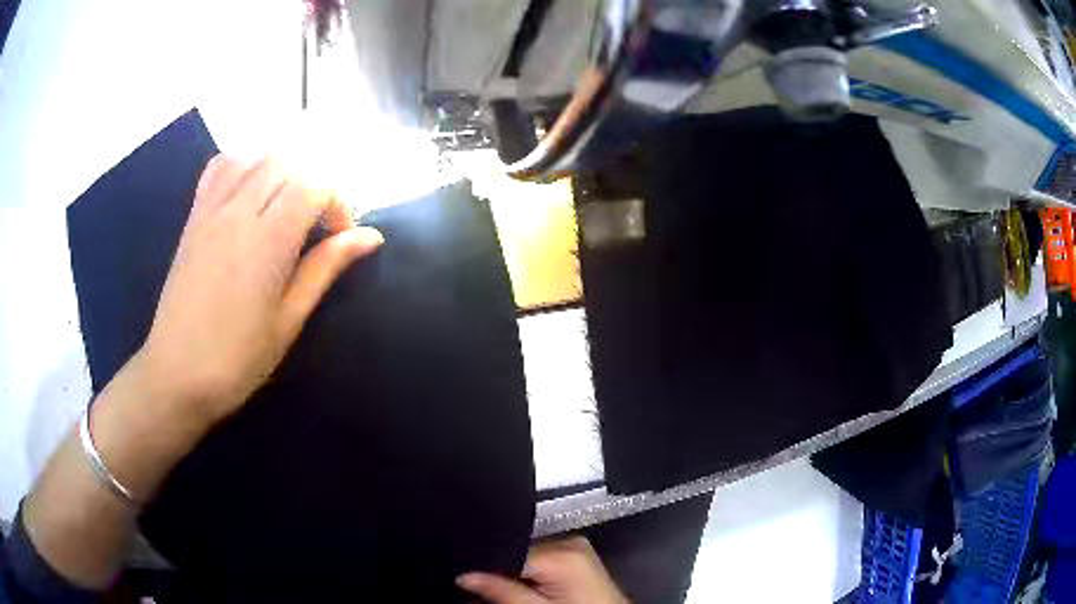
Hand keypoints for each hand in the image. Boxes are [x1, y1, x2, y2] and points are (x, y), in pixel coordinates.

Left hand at [139, 154, 383, 427]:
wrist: (176, 374)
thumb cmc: (238, 359)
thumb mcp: (289, 320)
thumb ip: (325, 268)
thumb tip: (371, 236)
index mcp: (267, 240)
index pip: (314, 183)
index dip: (338, 201)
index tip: (340, 237)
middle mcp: (238, 211)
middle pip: (287, 160)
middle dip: (313, 182)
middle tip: (316, 223)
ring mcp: (211, 209)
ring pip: (255, 156)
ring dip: (281, 170)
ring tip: (285, 205)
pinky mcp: (194, 216)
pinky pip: (221, 166)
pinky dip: (244, 165)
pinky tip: (249, 193)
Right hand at [457, 537, 628, 603]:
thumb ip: (501, 591)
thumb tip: (464, 575)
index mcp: (561, 553)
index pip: (508, 550)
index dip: (484, 564)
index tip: (463, 573)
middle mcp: (569, 541)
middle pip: (517, 549)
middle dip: (498, 566)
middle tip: (476, 580)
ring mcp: (575, 545)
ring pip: (527, 551)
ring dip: (513, 567)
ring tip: (500, 583)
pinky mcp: (577, 553)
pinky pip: (542, 555)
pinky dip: (529, 568)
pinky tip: (522, 581)